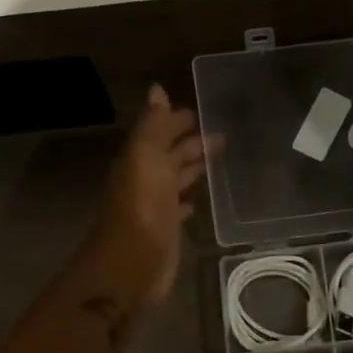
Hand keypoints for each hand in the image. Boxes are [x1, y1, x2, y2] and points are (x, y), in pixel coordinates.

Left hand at [84, 84, 206, 307]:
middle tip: (221, 134)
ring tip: (218, 159)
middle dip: (191, 143)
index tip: (201, 111)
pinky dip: (188, 200)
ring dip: (192, 168)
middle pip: (171, 155)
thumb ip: (153, 125)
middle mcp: (147, 178)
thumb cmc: (141, 206)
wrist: (130, 263)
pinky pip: (179, 208)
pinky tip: (199, 200)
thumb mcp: (146, 156)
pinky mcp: (166, 230)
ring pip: (177, 179)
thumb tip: (157, 89)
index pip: (161, 132)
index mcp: (141, 158)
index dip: (177, 120)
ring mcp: (155, 205)